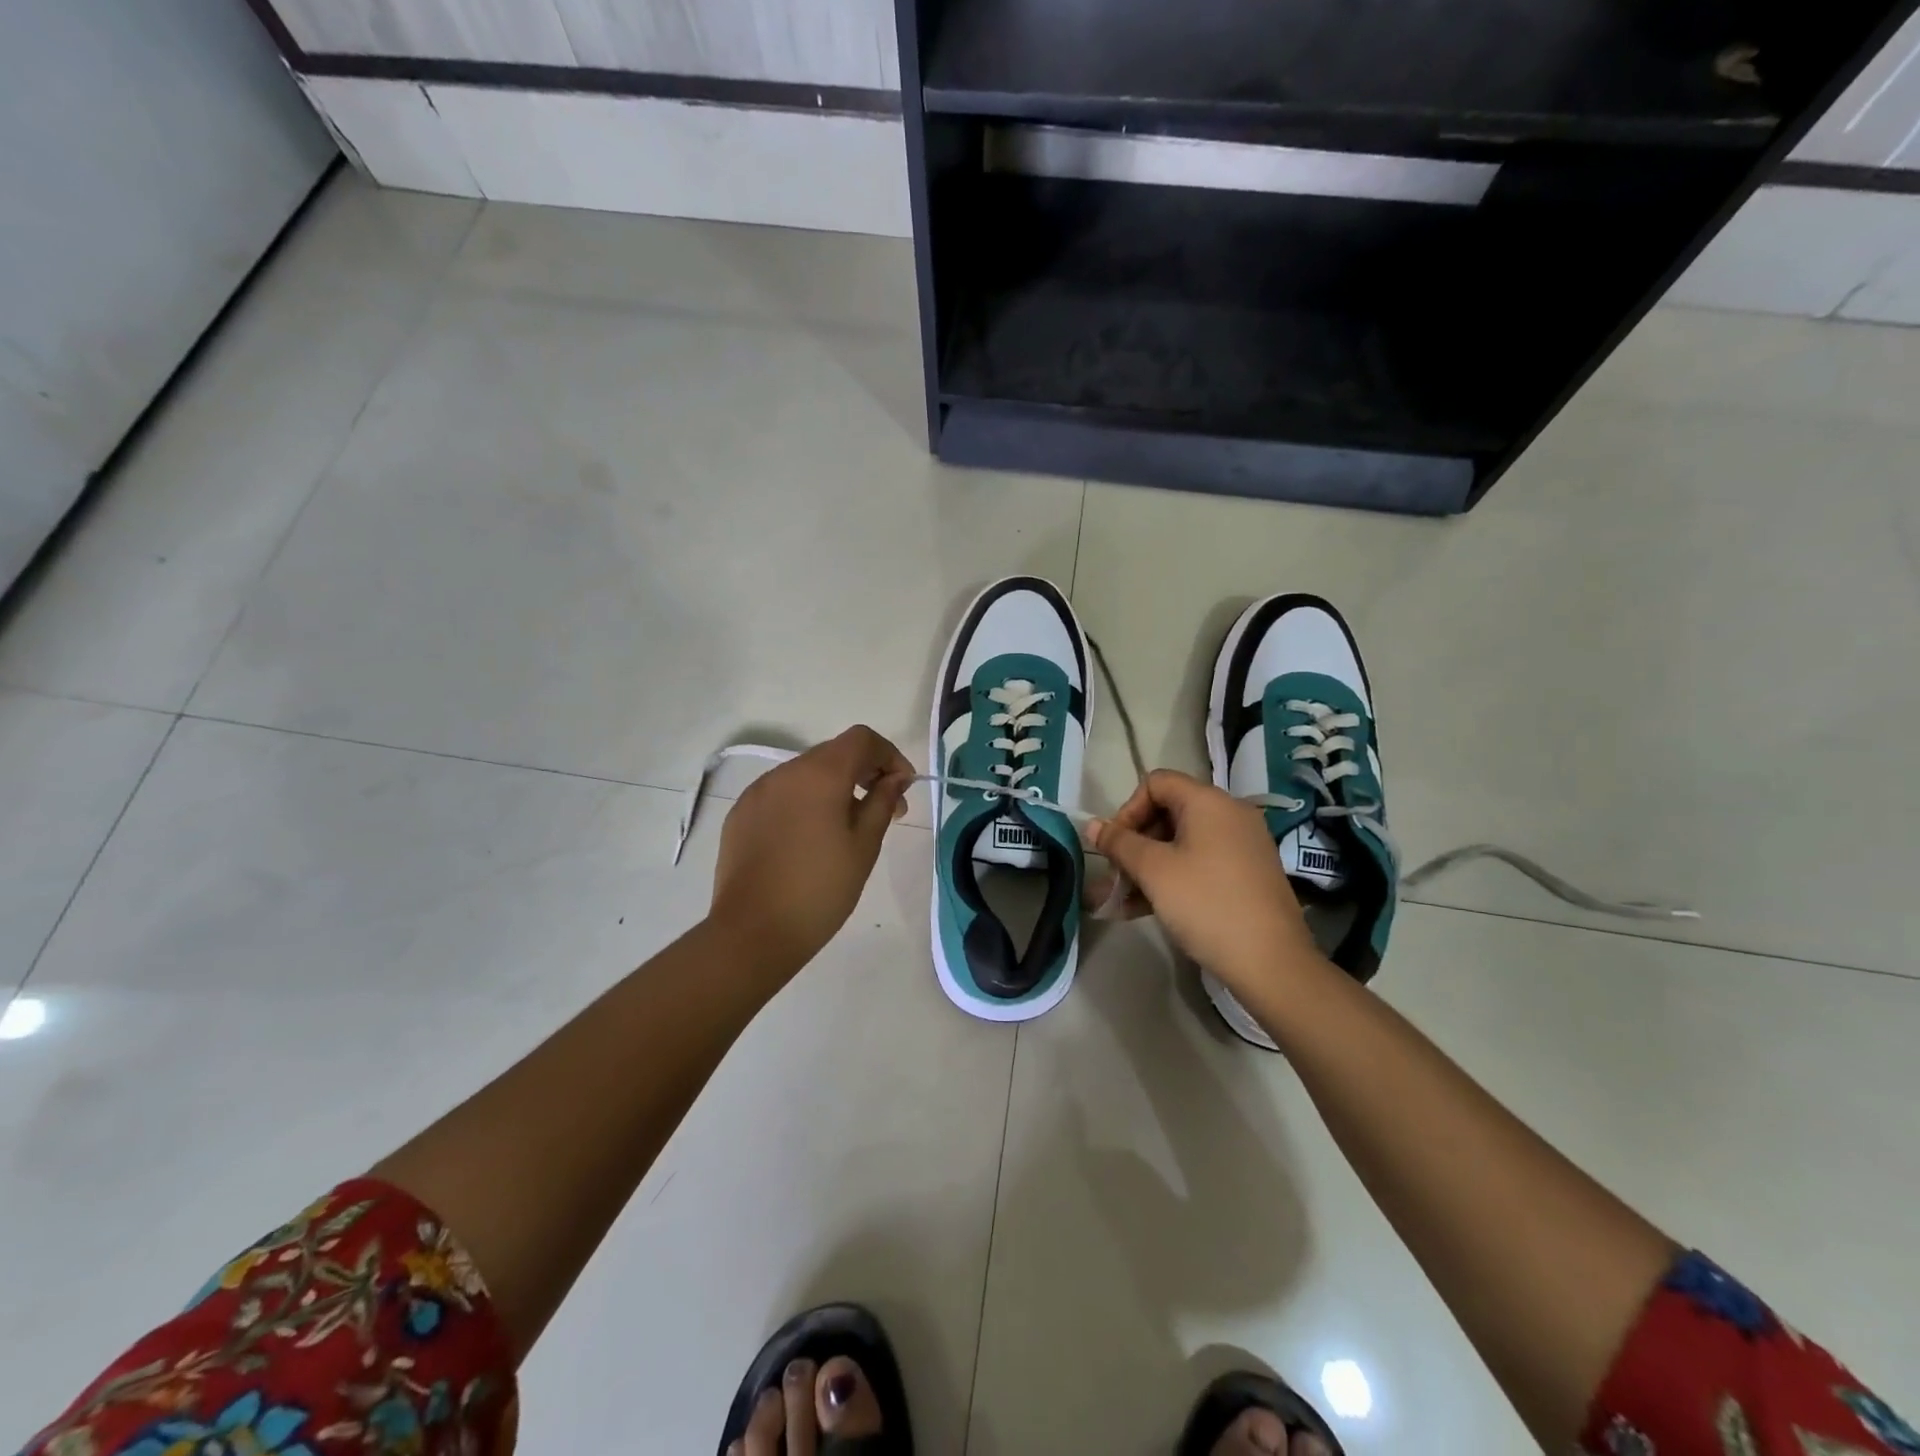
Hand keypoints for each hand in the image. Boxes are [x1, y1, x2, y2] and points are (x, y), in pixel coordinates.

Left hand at [710, 726, 914, 975]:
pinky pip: (781, 794)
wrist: (753, 932)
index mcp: (820, 774)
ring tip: (847, 828)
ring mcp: (758, 792)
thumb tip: (894, 778)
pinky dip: (805, 802)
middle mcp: (785, 772)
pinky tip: (810, 840)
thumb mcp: (864, 845)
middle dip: (865, 773)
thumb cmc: (820, 889)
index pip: (861, 739)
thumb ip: (882, 802)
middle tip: (885, 811)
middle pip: (834, 753)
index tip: (903, 787)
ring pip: (806, 774)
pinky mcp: (741, 814)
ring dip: (834, 788)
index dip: (889, 755)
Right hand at [1086, 770, 1322, 996]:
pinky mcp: (1247, 874)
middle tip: (1116, 877)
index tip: (1115, 846)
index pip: (1156, 783)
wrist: (1271, 962)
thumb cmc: (1206, 904)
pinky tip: (1143, 909)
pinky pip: (1200, 863)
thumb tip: (1092, 825)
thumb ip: (1119, 843)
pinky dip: (1172, 878)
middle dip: (1134, 843)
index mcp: (1209, 802)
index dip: (1127, 810)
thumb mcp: (1154, 871)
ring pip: (1181, 843)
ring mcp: (1242, 845)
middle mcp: (1229, 814)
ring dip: (1147, 866)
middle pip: (1168, 812)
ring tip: (1119, 901)